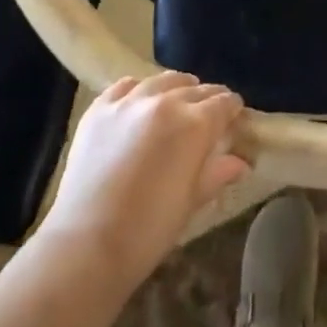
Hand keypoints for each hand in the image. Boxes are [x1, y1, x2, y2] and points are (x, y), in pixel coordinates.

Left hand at [38, 72, 250, 285]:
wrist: (85, 246)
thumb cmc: (148, 231)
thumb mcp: (190, 203)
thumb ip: (217, 173)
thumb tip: (241, 162)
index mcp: (194, 124)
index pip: (223, 103)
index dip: (232, 109)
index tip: (234, 117)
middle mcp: (165, 102)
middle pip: (196, 89)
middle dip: (208, 99)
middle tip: (209, 115)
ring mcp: (130, 101)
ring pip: (163, 80)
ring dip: (177, 89)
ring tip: (178, 102)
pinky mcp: (100, 108)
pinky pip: (126, 86)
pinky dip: (139, 90)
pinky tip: (139, 104)